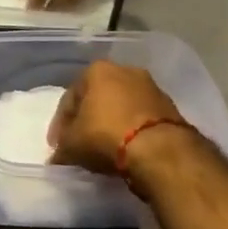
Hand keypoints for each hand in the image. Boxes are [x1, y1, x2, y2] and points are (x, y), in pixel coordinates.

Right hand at [47, 61, 212, 201]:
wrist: (160, 150)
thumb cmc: (106, 135)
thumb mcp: (72, 145)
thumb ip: (62, 148)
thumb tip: (57, 158)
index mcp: (96, 70)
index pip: (70, 98)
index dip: (60, 124)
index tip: (58, 145)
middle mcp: (125, 70)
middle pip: (98, 98)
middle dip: (88, 120)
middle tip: (80, 143)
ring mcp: (151, 88)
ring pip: (122, 107)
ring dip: (112, 125)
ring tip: (105, 149)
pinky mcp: (171, 108)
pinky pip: (141, 119)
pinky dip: (132, 132)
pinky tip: (127, 150)